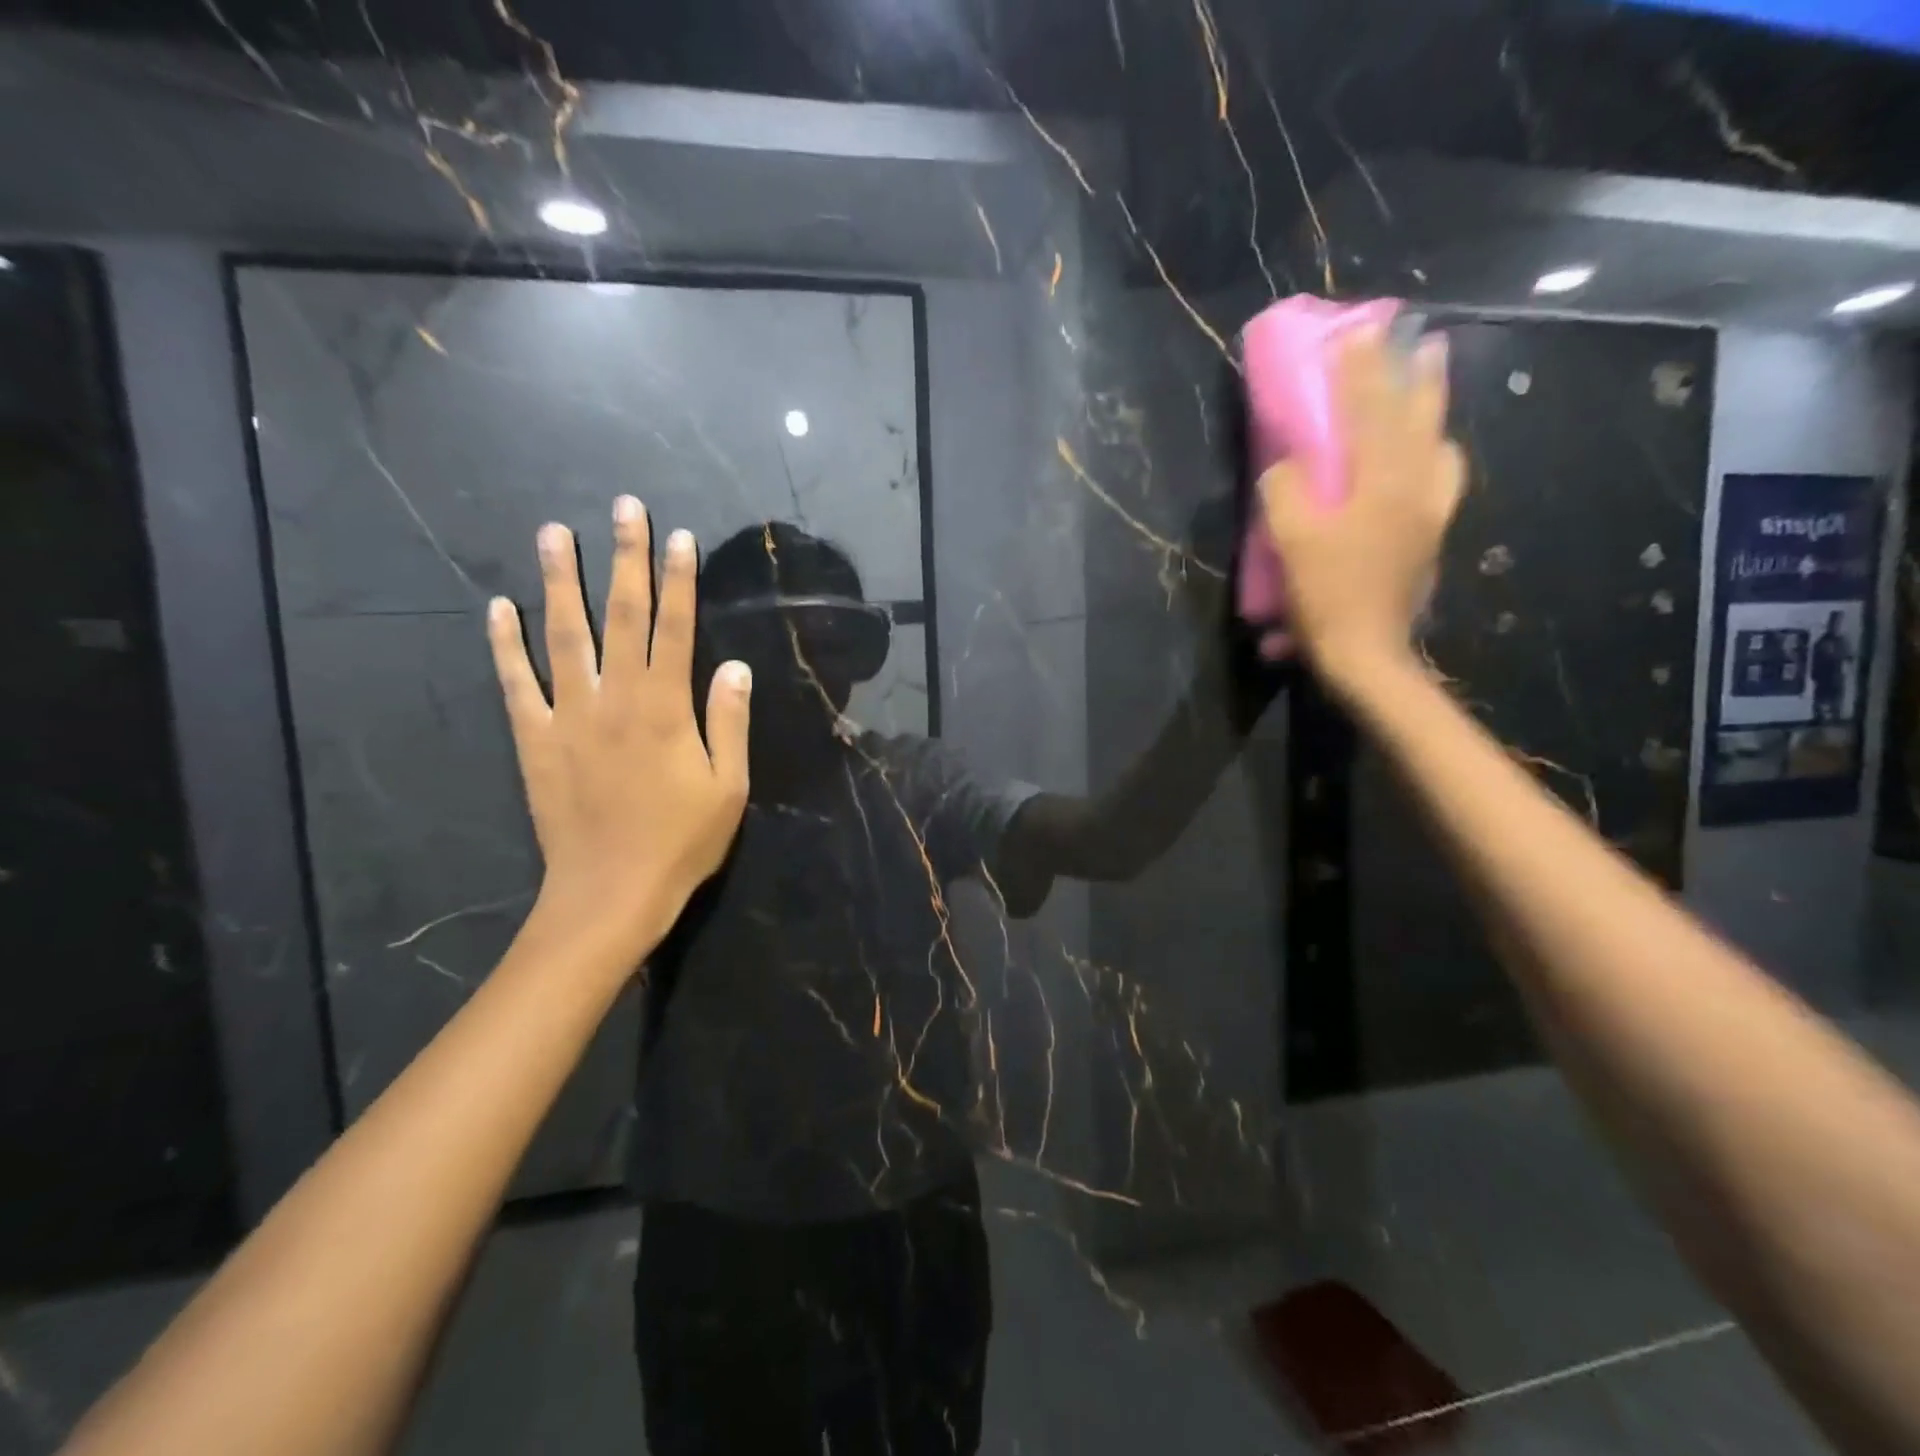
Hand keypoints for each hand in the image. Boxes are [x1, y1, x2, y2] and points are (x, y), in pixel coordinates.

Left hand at [488, 496, 750, 962]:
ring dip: (560, 581)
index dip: (678, 580)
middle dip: (624, 558)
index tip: (678, 537)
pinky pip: (516, 683)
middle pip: (622, 616)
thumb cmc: (681, 842)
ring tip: (553, 532)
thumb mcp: (728, 787)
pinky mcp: (534, 739)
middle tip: (622, 508)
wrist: (610, 893)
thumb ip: (729, 722)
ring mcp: (568, 716)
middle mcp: (616, 698)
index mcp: (666, 708)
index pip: (675, 629)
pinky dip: (506, 644)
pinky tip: (499, 607)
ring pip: (563, 635)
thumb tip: (734, 667)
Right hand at [1258, 327, 1464, 692]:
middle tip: (1424, 339)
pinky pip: (1443, 480)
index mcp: (1379, 483)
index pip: (1369, 412)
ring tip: (1433, 387)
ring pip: (1439, 446)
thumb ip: (1285, 491)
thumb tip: (1288, 467)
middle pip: (1420, 419)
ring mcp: (1429, 512)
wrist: (1366, 651)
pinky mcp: (1429, 536)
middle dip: (1419, 376)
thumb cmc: (1325, 595)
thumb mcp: (1290, 541)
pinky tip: (1432, 456)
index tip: (1358, 331)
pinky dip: (1438, 455)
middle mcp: (1414, 487)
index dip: (1361, 371)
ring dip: (1435, 410)